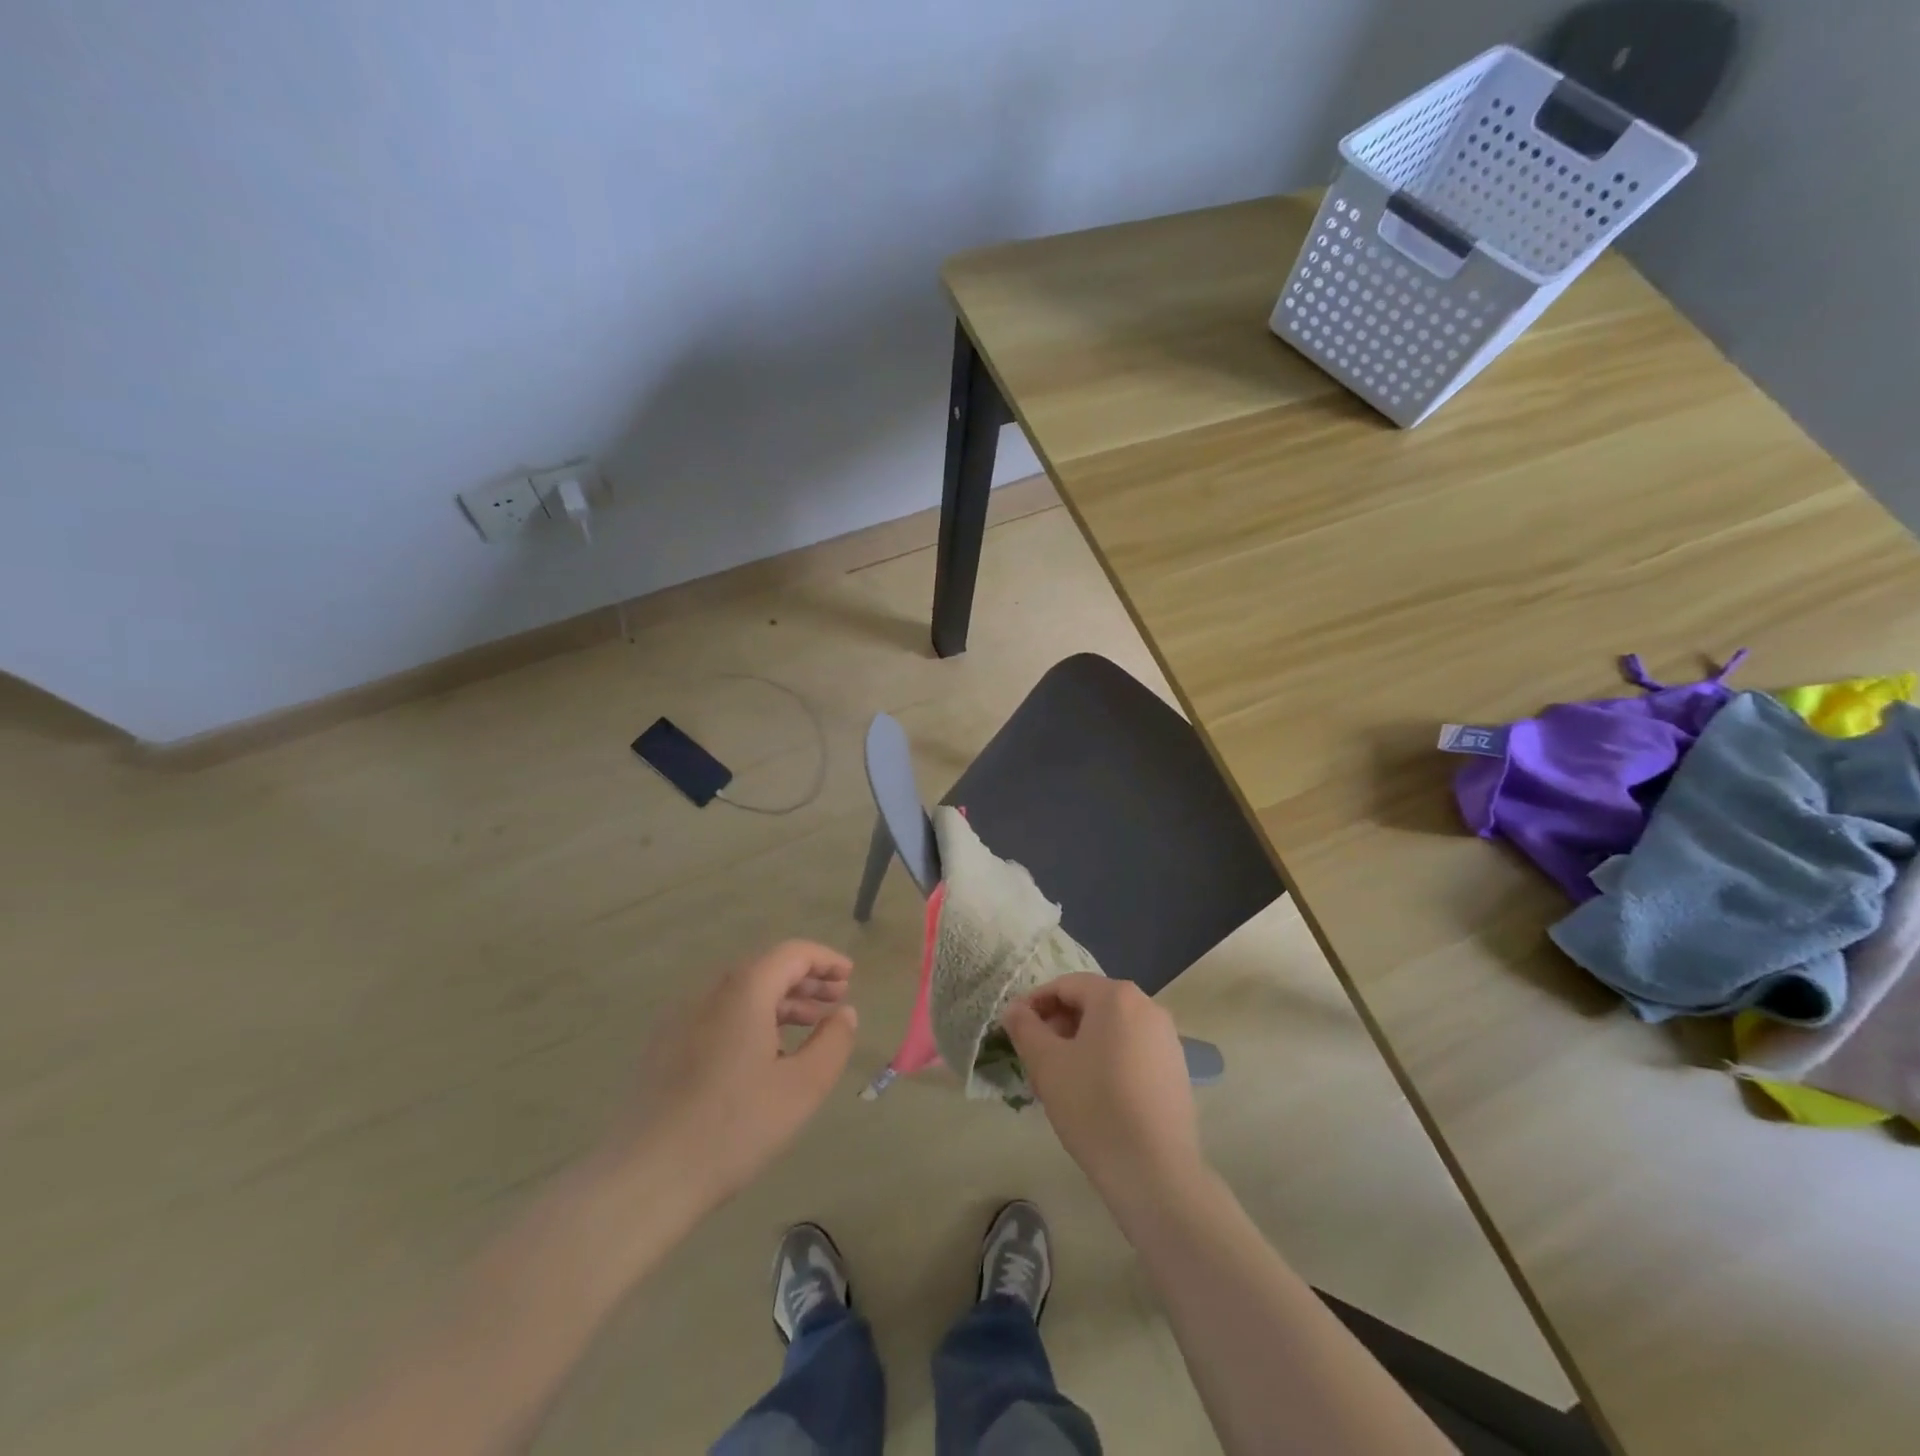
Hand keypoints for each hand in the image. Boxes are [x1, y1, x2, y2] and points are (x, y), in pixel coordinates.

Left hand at [595, 940, 858, 1212]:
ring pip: (740, 992)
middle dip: (805, 980)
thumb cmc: (734, 1127)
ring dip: (779, 1001)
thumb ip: (833, 1042)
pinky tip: (764, 1054)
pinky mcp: (664, 1046)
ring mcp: (681, 1018)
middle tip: (835, 1002)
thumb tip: (845, 1013)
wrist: (645, 1177)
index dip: (825, 960)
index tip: (850, 978)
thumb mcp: (802, 1087)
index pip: (792, 953)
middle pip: (765, 968)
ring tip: (808, 1027)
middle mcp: (709, 991)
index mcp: (743, 990)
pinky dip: (750, 1017)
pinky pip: (718, 1014)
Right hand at [1002, 974, 1201, 1201]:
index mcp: (1116, 996)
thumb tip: (1014, 1009)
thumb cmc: (1094, 1106)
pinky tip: (1093, 1094)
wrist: (1155, 1171)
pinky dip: (1107, 1059)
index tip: (1014, 1029)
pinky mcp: (1176, 1069)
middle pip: (1091, 1005)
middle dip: (1058, 1025)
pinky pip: (1132, 1050)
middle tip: (1034, 1057)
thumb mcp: (1047, 1064)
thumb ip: (1025, 1028)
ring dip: (1081, 1044)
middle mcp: (1147, 1007)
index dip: (1034, 1003)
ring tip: (1060, 1079)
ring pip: (1112, 1029)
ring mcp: (1167, 1039)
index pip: (1065, 986)